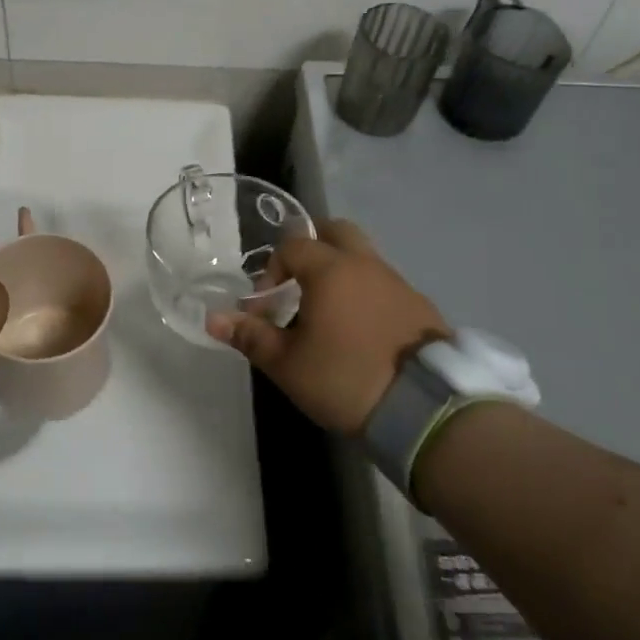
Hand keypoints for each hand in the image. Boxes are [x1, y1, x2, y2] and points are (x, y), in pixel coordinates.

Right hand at [207, 220, 447, 435]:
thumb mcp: (289, 365)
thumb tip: (214, 319)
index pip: (292, 246)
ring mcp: (397, 282)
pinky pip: (384, 283)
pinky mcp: (420, 305)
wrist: (425, 407)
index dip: (272, 271)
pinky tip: (362, 329)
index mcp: (330, 269)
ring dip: (341, 271)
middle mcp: (365, 264)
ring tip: (329, 312)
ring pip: (363, 257)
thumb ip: (252, 337)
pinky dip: (367, 292)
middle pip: (335, 231)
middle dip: (312, 246)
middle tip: (298, 281)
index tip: (268, 307)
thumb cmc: (346, 378)